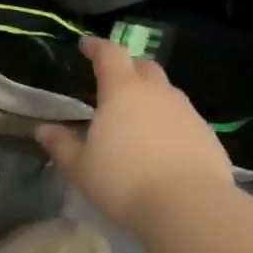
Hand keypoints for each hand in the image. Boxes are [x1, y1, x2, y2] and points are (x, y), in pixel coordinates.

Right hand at [36, 37, 231, 232]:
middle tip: (114, 81)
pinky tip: (163, 147)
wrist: (188, 207)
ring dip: (152, 97)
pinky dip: (170, 124)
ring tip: (138, 119)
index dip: (97, 47)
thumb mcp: (81, 168)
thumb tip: (43, 130)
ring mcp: (187, 112)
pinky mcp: (208, 136)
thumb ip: (62, 145)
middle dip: (128, 68)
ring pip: (167, 93)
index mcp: (123, 91)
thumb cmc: (123, 181)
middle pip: (144, 67)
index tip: (86, 46)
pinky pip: (184, 120)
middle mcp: (158, 93)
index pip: (109, 54)